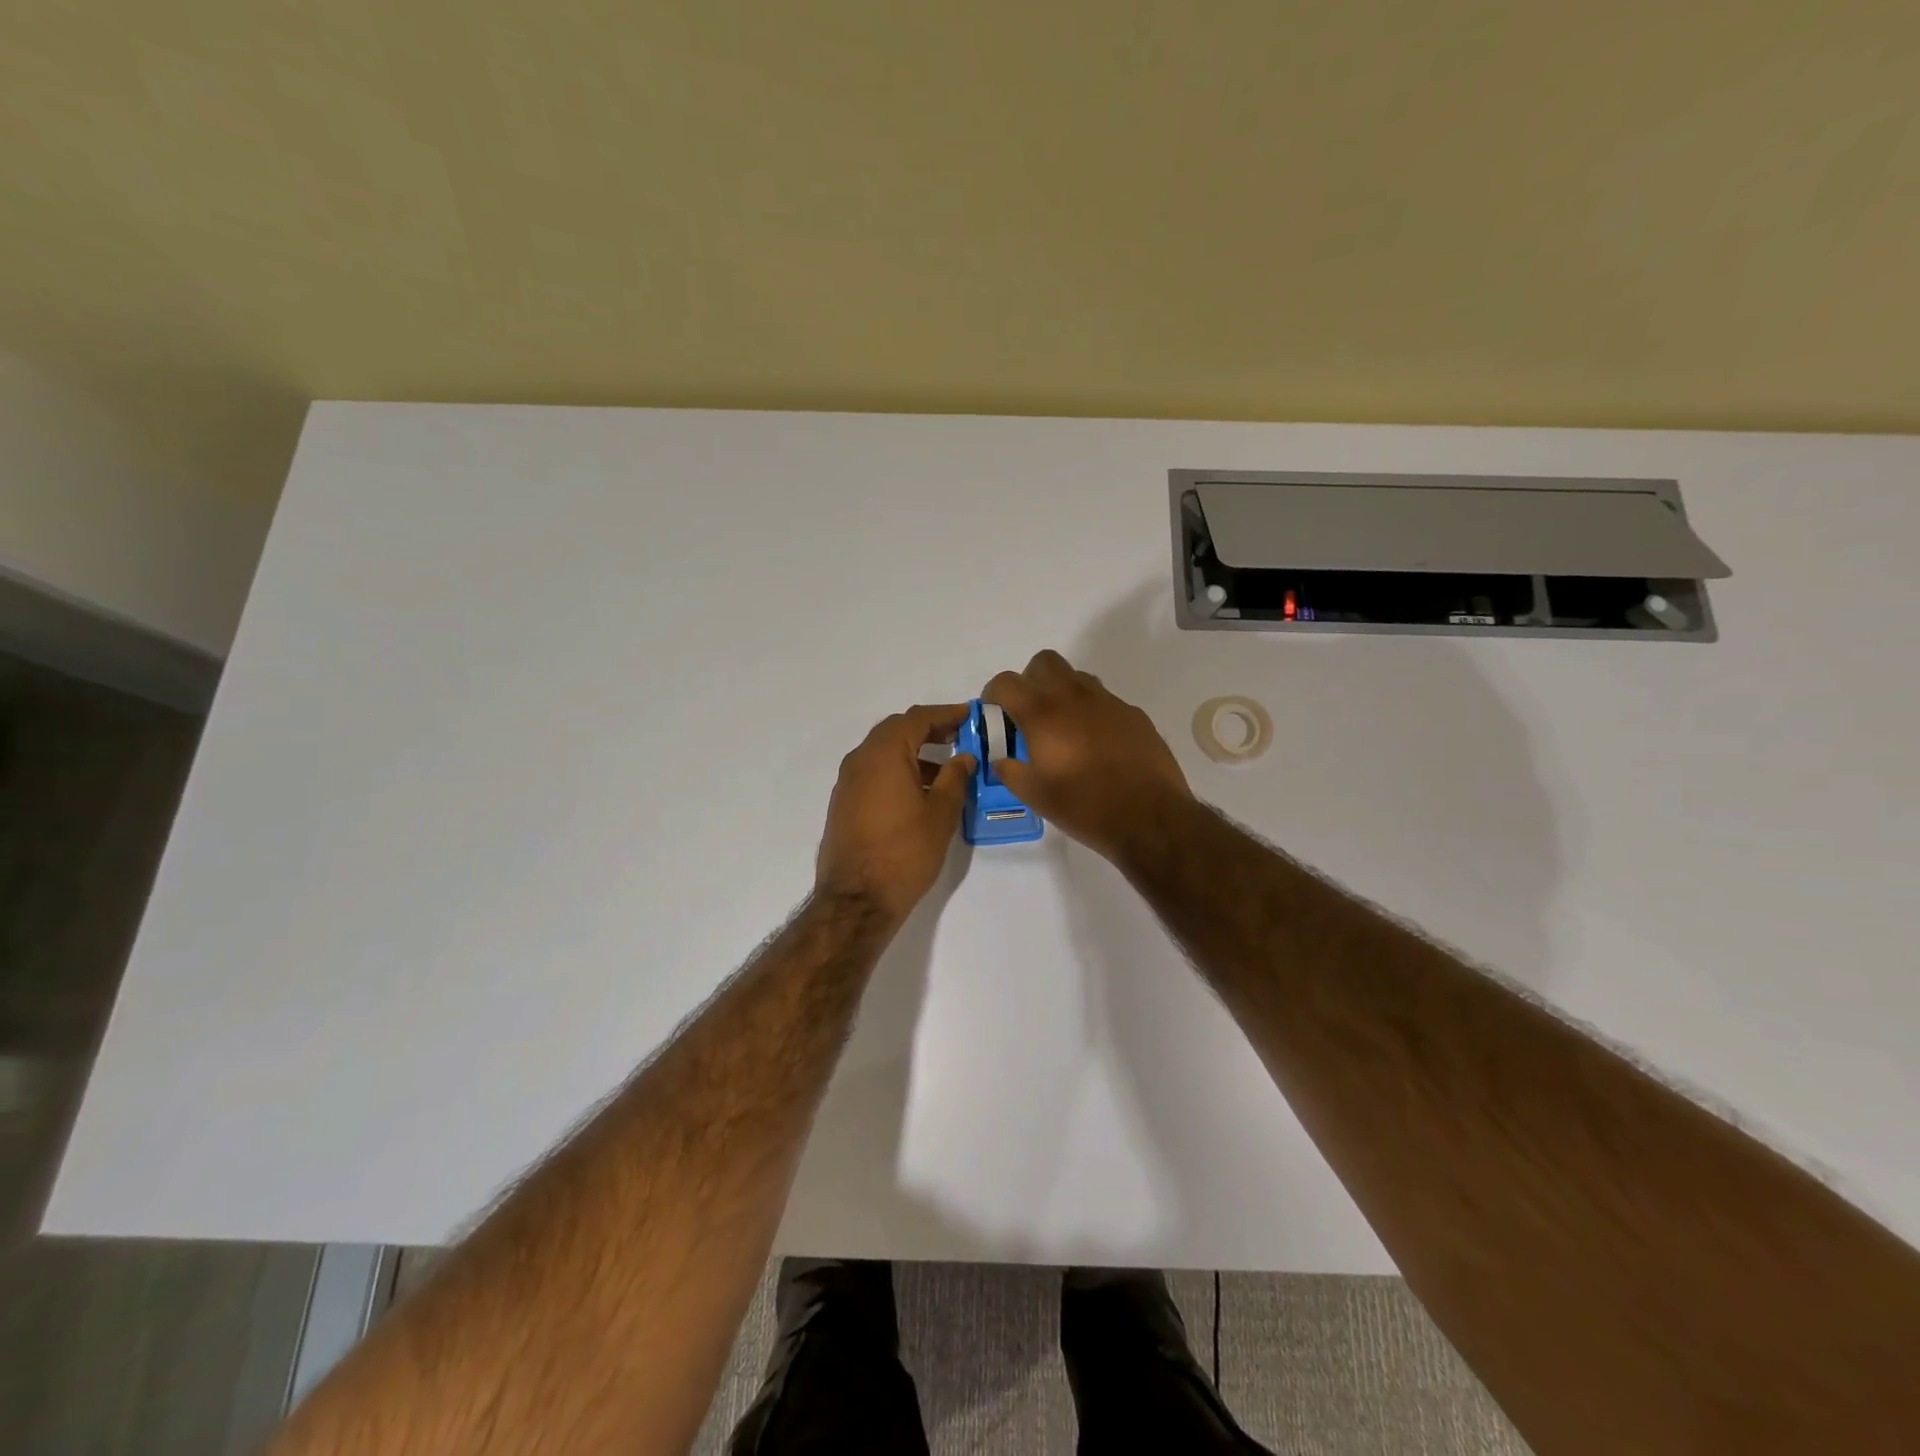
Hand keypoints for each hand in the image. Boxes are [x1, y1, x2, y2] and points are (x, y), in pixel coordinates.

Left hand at [815, 704, 975, 925]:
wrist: (856, 900)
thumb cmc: (905, 853)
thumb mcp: (941, 814)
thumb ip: (955, 779)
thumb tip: (963, 757)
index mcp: (884, 753)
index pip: (917, 718)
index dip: (946, 714)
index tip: (970, 715)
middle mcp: (860, 759)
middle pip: (897, 731)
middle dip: (929, 730)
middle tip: (959, 737)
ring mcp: (847, 782)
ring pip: (884, 753)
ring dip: (914, 754)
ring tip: (947, 771)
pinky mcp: (843, 804)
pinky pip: (874, 773)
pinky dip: (898, 771)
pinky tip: (920, 794)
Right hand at [983, 650, 1192, 863]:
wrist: (1149, 817)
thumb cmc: (1084, 806)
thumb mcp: (1036, 796)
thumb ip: (1011, 773)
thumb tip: (1001, 762)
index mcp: (1043, 714)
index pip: (1007, 682)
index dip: (994, 693)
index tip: (995, 711)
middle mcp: (1074, 697)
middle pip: (1045, 662)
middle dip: (1031, 679)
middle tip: (1030, 712)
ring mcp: (1108, 702)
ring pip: (1078, 678)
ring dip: (1063, 693)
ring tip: (1064, 729)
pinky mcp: (1134, 714)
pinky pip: (1105, 701)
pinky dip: (1093, 713)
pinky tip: (1098, 745)